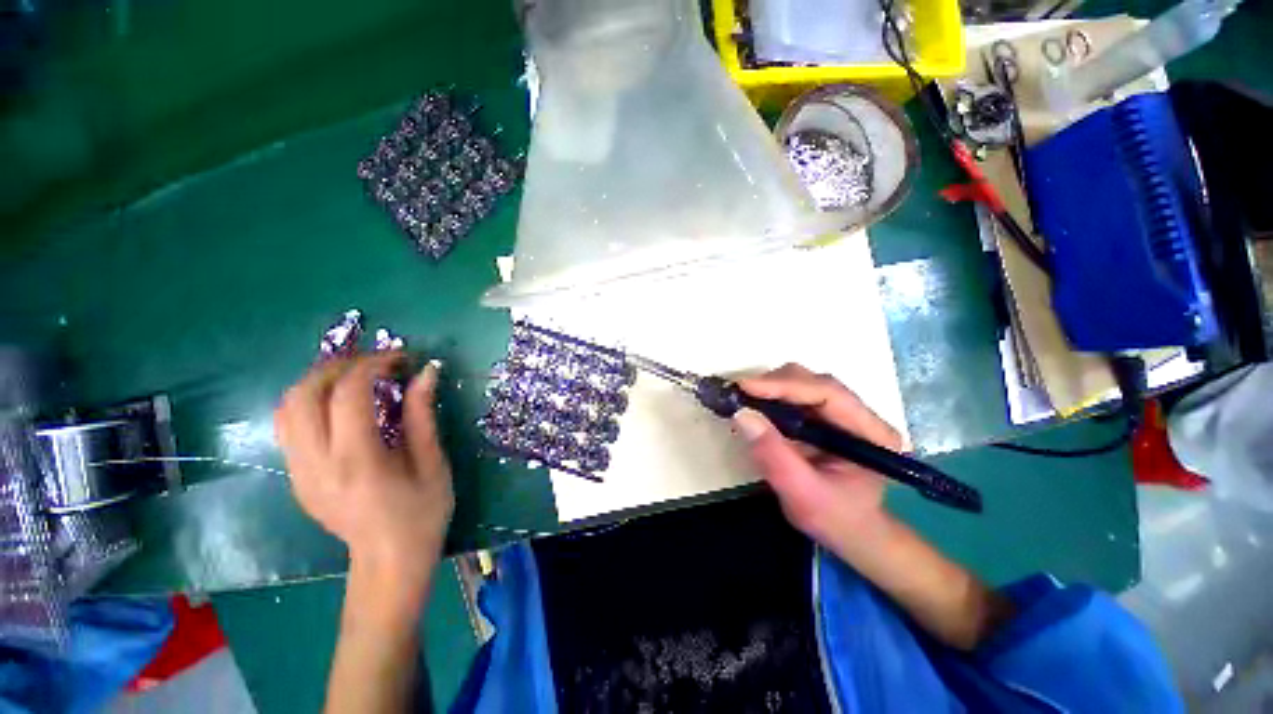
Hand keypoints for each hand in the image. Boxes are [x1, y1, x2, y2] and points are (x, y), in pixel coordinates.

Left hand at [275, 354, 453, 606]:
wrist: (388, 561)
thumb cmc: (422, 513)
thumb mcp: (432, 463)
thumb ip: (422, 415)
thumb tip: (427, 373)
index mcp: (357, 462)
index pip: (347, 394)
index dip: (373, 365)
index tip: (402, 359)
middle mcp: (316, 464)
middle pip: (303, 394)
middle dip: (339, 366)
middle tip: (376, 363)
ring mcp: (299, 472)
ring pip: (287, 408)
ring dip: (320, 381)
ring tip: (357, 377)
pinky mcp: (296, 477)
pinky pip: (289, 426)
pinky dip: (312, 401)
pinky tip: (342, 404)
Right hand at [733, 364, 902, 554]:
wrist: (850, 532)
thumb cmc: (834, 518)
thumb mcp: (802, 494)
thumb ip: (774, 455)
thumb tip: (741, 414)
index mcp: (871, 433)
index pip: (828, 393)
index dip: (784, 386)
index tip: (744, 387)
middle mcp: (859, 414)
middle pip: (814, 382)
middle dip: (773, 385)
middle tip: (738, 395)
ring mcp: (841, 413)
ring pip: (802, 383)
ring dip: (769, 388)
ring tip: (743, 400)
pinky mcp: (823, 416)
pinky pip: (794, 395)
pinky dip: (770, 397)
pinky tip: (754, 405)